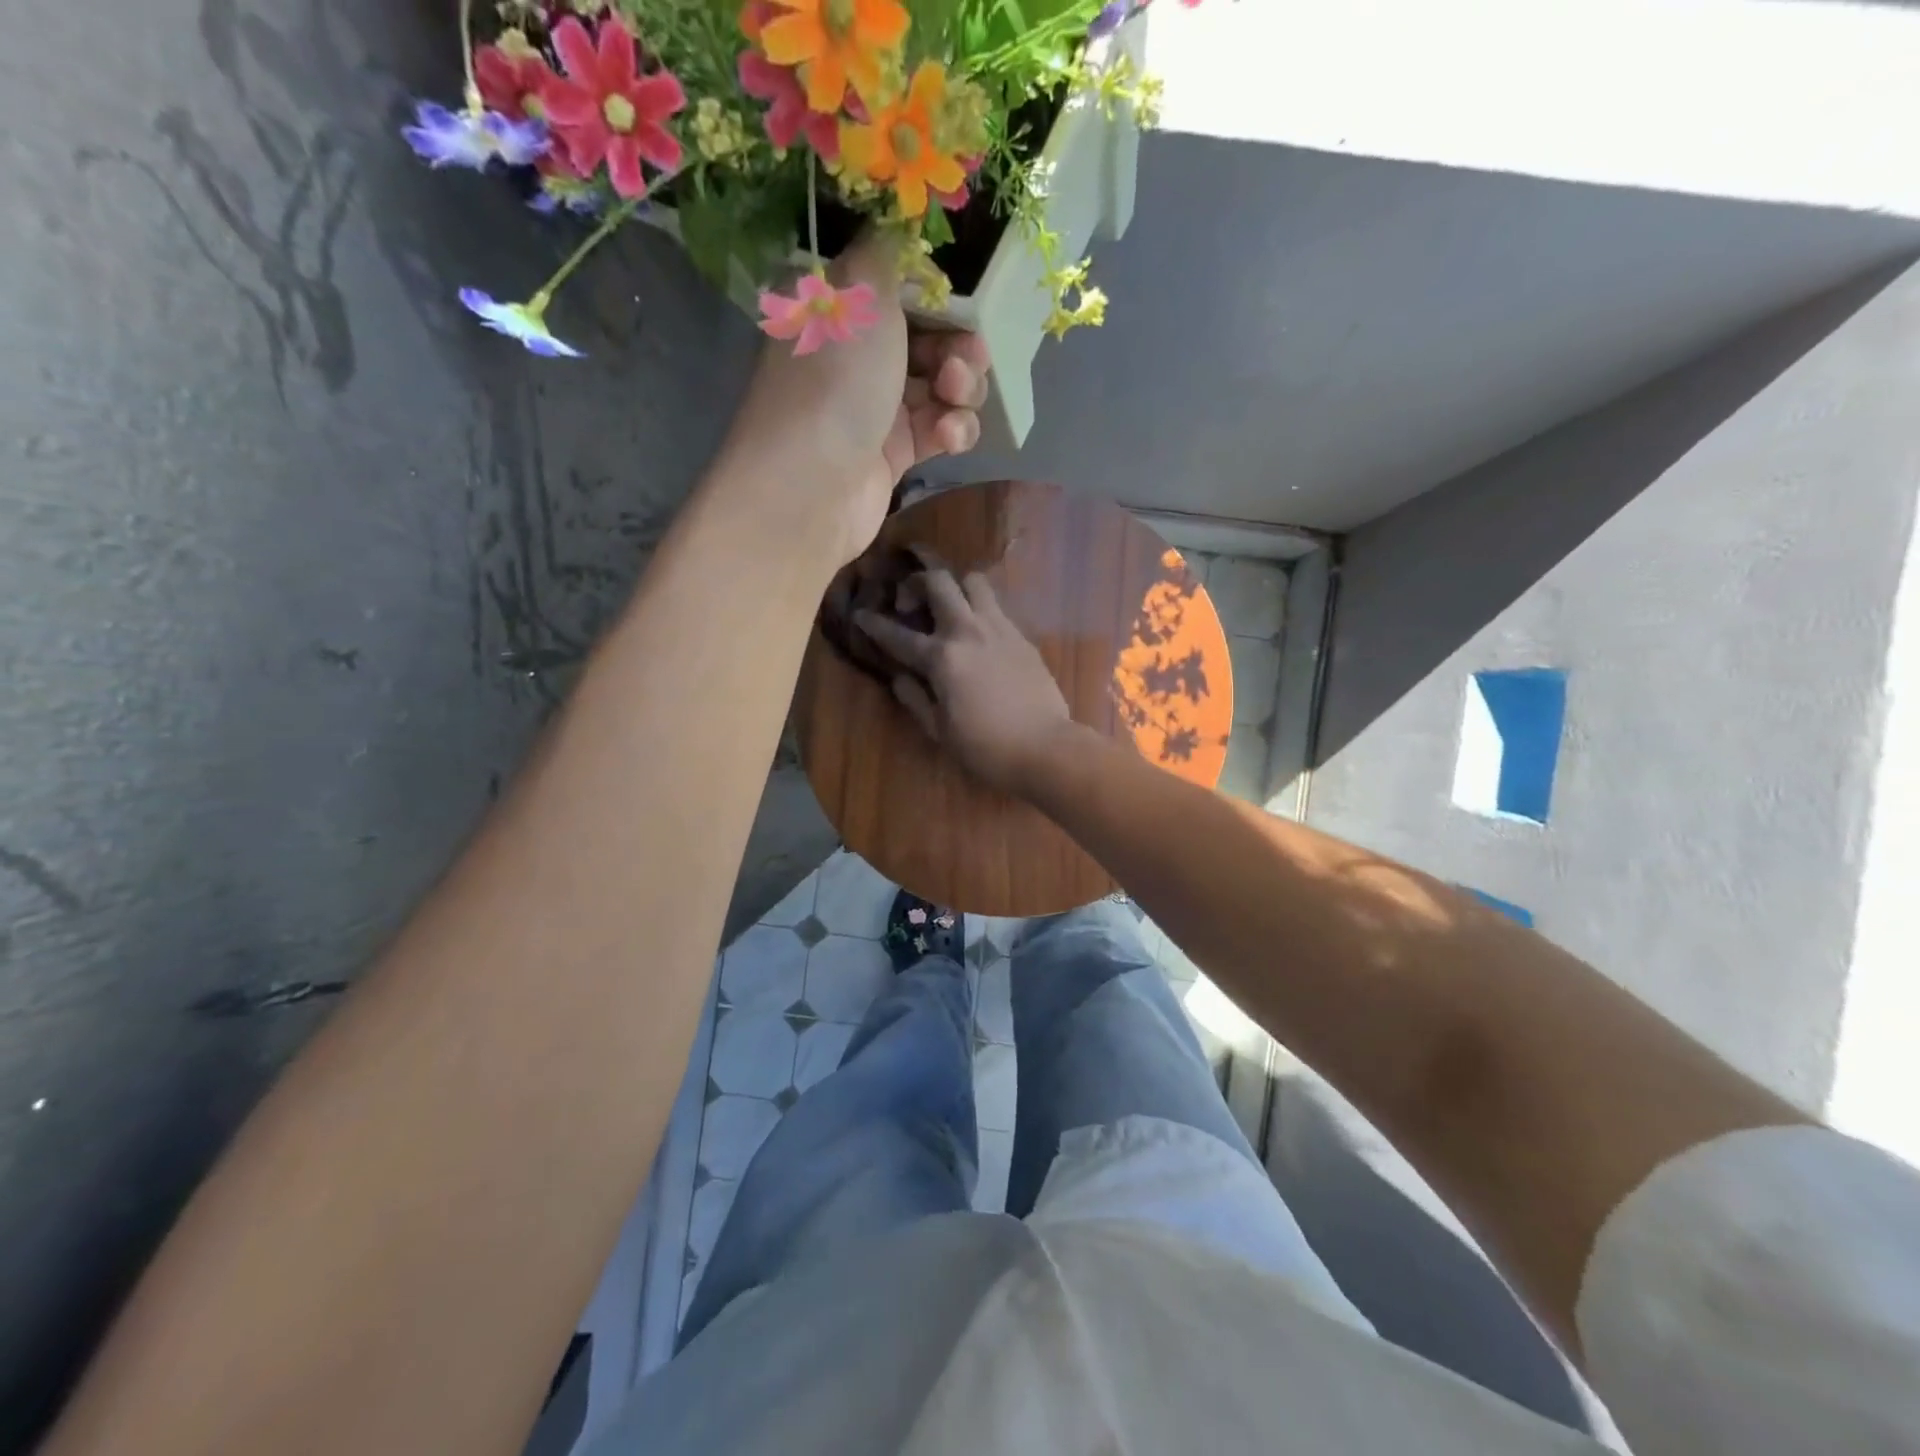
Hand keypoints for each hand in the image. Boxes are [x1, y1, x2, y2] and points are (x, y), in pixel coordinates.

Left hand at [723, 234, 989, 568]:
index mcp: (838, 310)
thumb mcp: (860, 290)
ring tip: (956, 398)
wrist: (813, 487)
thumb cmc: (835, 380)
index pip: (897, 287)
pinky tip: (951, 436)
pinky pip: (939, 430)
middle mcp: (855, 356)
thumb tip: (901, 222)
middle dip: (958, 345)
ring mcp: (876, 408)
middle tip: (965, 358)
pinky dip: (954, 430)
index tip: (961, 298)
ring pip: (941, 386)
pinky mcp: (895, 454)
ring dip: (963, 389)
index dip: (936, 292)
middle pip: (927, 337)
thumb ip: (888, 251)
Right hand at [854, 558, 1080, 795]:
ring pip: (974, 581)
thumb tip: (899, 678)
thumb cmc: (985, 747)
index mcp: (941, 658)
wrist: (1044, 748)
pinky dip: (979, 609)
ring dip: (955, 585)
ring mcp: (1000, 629)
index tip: (861, 614)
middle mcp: (968, 631)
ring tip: (948, 605)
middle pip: (939, 581)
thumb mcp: (939, 730)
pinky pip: (996, 607)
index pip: (898, 635)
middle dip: (917, 580)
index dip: (874, 624)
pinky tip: (977, 632)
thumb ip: (915, 699)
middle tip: (909, 600)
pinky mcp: (1022, 637)